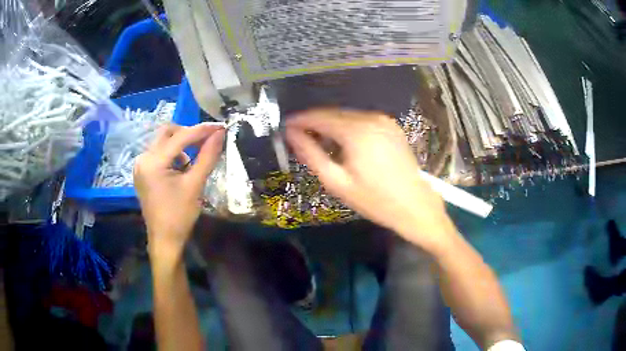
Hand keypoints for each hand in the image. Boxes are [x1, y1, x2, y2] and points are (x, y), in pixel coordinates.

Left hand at [134, 123, 225, 261]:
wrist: (164, 240)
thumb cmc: (180, 215)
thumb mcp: (195, 185)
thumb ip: (207, 156)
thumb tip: (220, 133)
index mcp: (153, 162)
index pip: (180, 137)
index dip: (202, 130)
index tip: (220, 127)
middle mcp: (143, 158)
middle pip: (167, 132)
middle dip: (189, 134)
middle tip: (207, 141)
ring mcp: (140, 165)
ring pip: (163, 141)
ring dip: (180, 144)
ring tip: (194, 159)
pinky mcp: (142, 171)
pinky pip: (159, 153)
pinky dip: (173, 154)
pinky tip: (182, 167)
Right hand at [286, 109, 455, 249]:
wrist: (414, 205)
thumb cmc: (374, 200)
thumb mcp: (337, 182)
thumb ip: (311, 154)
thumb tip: (291, 134)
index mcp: (356, 131)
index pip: (319, 117)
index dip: (300, 120)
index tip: (285, 127)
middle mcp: (370, 118)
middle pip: (333, 114)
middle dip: (314, 122)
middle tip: (298, 136)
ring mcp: (383, 120)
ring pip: (347, 116)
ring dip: (330, 125)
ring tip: (318, 142)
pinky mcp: (391, 126)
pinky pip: (362, 120)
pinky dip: (347, 127)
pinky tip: (342, 143)